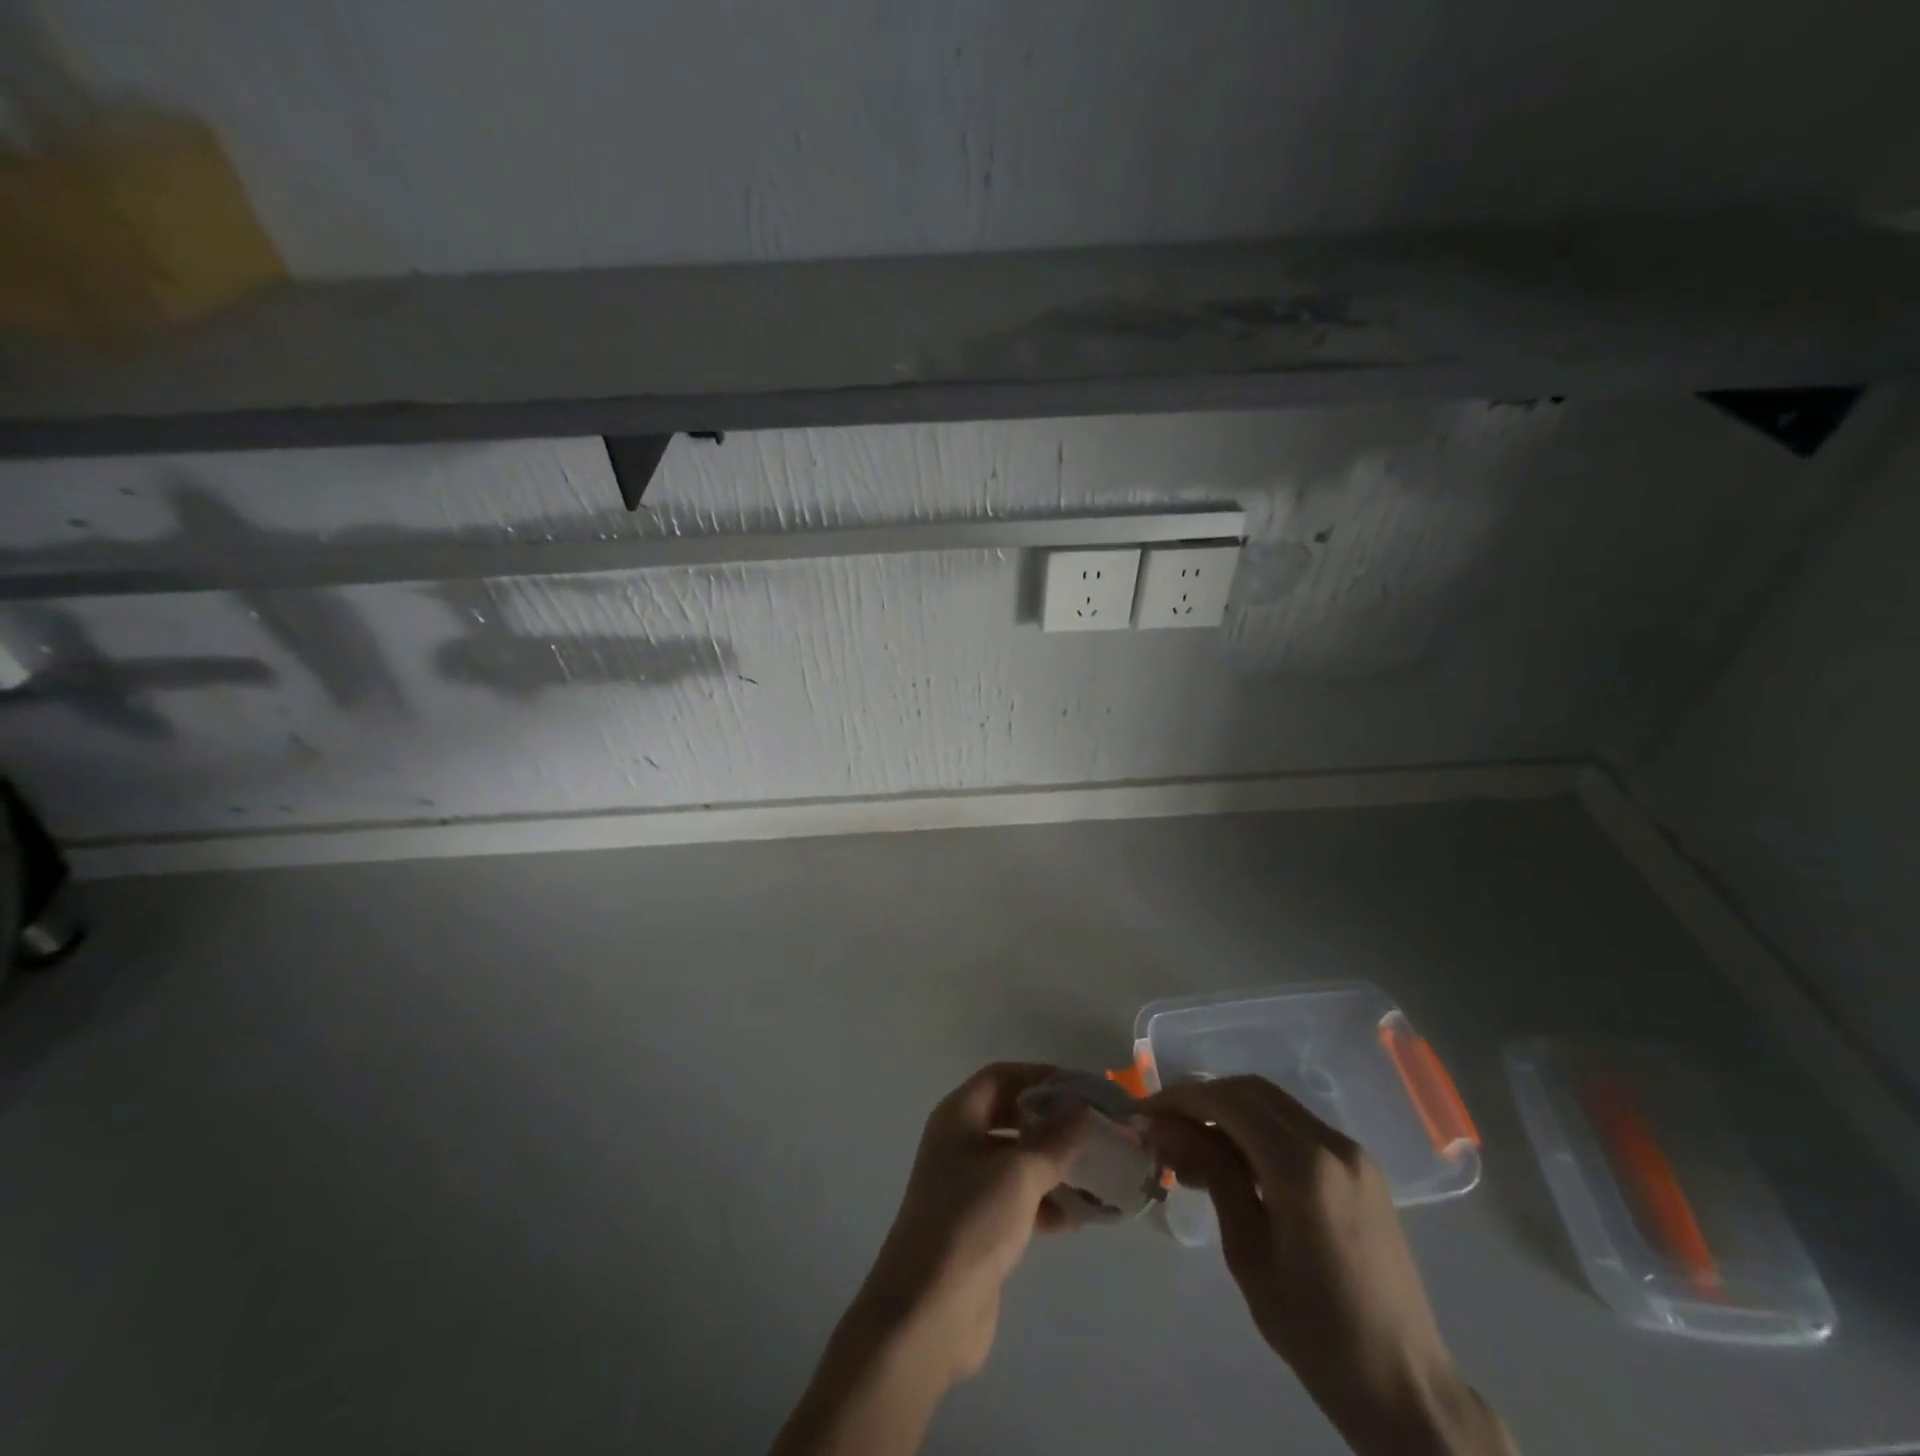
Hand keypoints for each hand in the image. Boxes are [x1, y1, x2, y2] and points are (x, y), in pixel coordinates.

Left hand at [857, 1062, 1086, 1382]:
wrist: (926, 1314)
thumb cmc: (970, 1224)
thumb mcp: (1018, 1174)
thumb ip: (1053, 1139)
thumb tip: (1079, 1108)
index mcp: (958, 1117)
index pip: (1002, 1077)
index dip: (1040, 1076)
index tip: (1082, 1088)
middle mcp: (959, 1143)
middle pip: (1011, 1116)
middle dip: (1052, 1121)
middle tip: (1095, 1129)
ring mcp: (967, 1186)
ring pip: (1018, 1160)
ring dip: (1055, 1164)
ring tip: (1099, 1173)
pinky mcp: (979, 1226)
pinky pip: (1019, 1199)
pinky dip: (1047, 1201)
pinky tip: (1082, 1216)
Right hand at [1145, 1077, 1514, 1455]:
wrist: (1405, 1385)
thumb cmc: (1316, 1330)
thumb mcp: (1248, 1253)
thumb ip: (1211, 1174)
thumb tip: (1165, 1127)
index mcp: (1303, 1167)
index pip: (1228, 1102)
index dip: (1180, 1099)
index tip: (1143, 1114)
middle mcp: (1331, 1143)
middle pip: (1251, 1091)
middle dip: (1201, 1099)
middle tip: (1163, 1127)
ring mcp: (1351, 1152)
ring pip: (1273, 1103)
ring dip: (1227, 1111)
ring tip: (1191, 1148)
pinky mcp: (1360, 1168)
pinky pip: (1295, 1126)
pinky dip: (1257, 1128)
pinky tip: (1234, 1162)